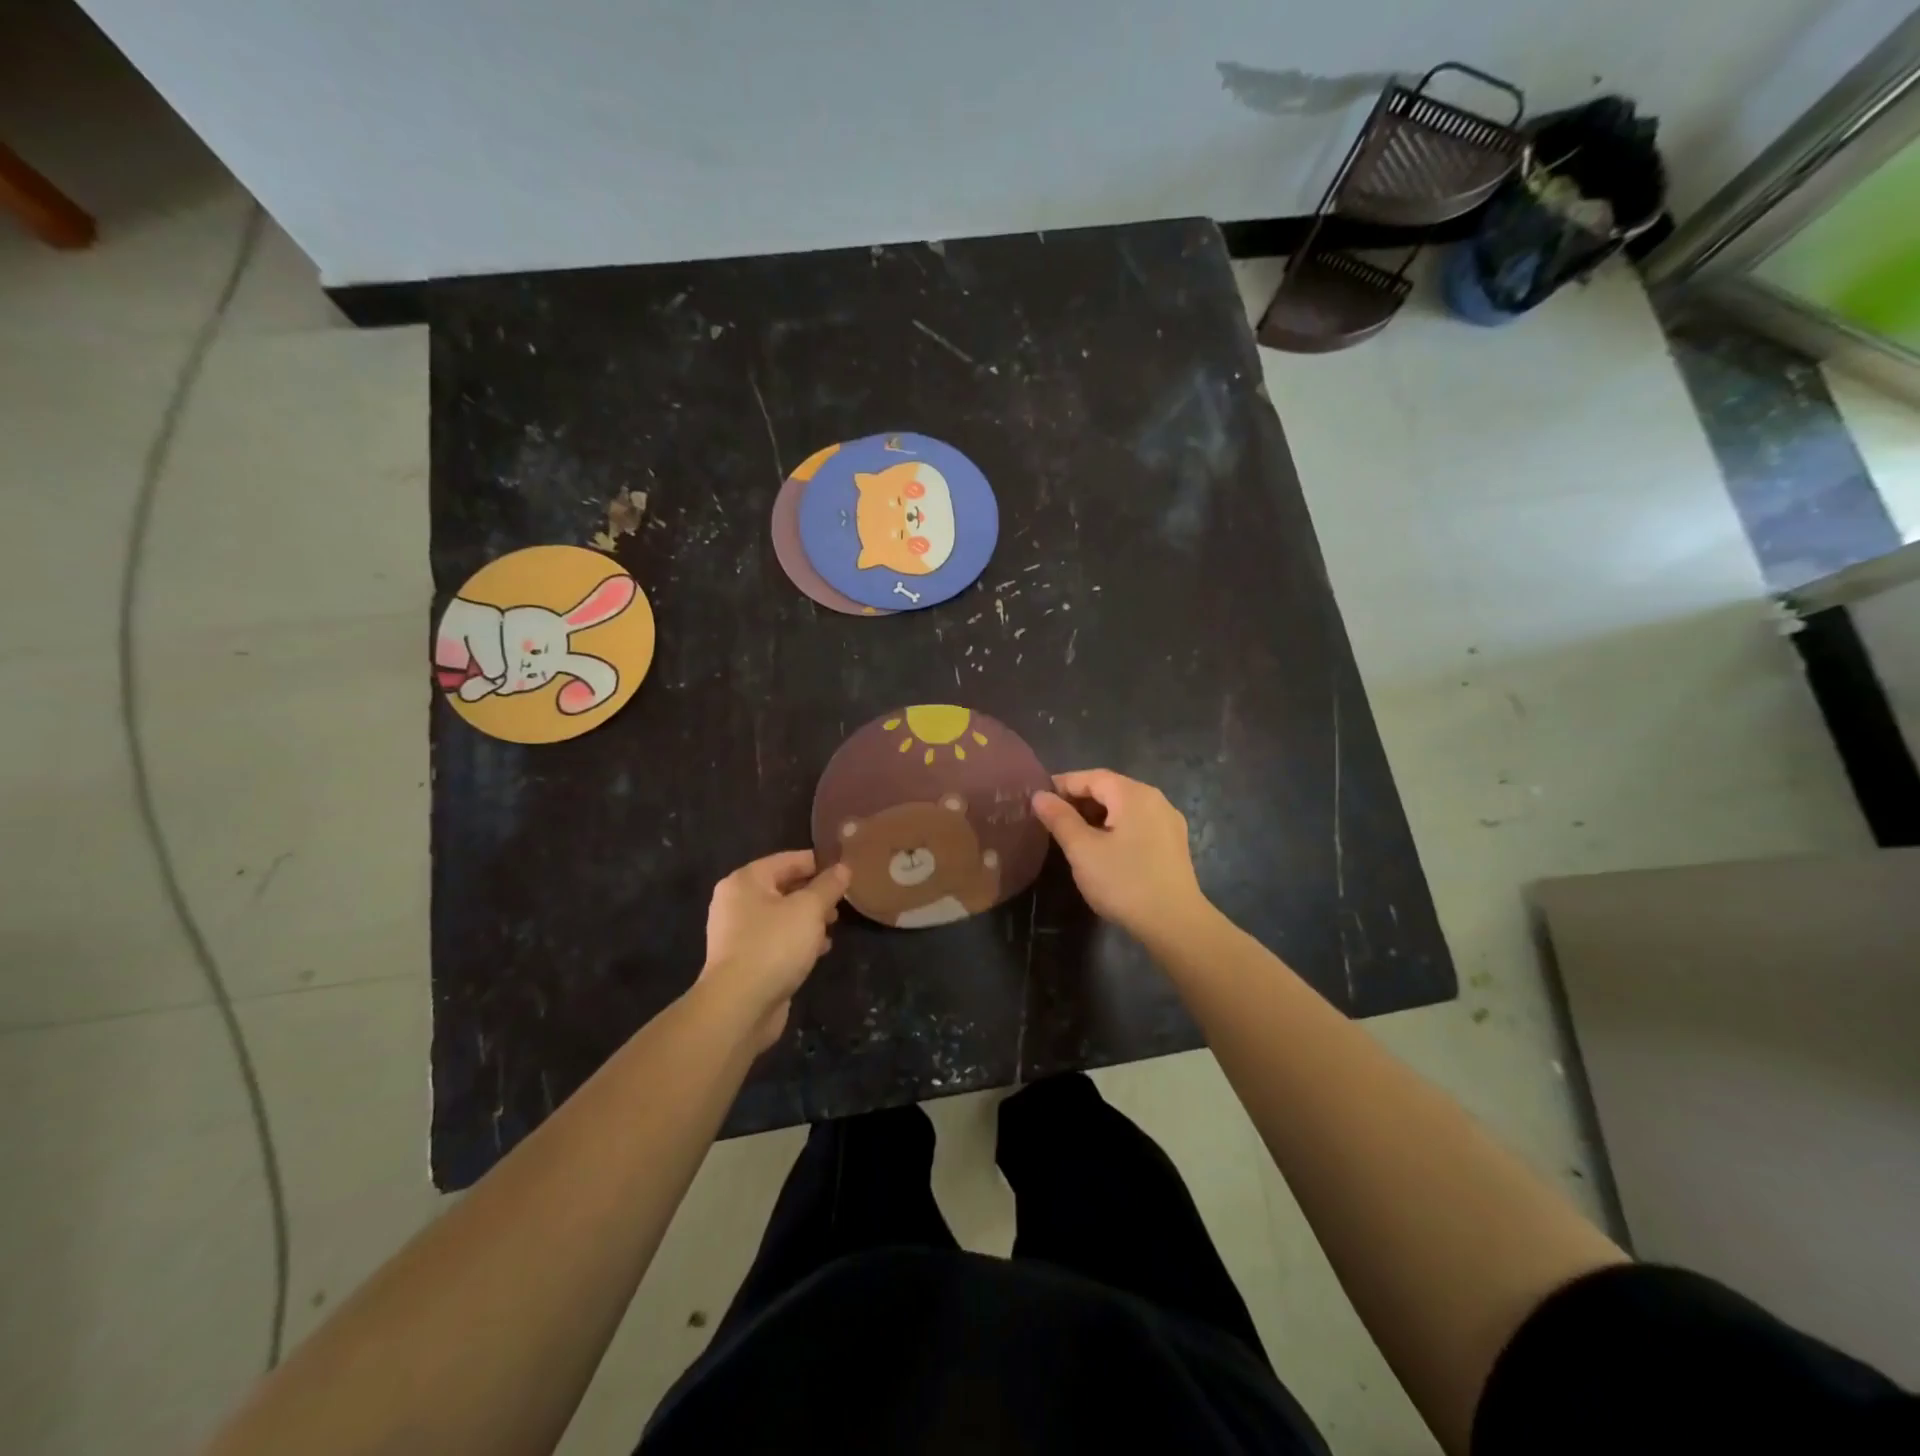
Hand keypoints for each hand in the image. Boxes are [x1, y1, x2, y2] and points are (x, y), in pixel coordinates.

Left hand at [698, 851, 850, 1049]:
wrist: (739, 1006)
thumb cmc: (774, 945)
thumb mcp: (809, 909)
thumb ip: (828, 886)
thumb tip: (843, 868)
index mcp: (746, 881)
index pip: (788, 860)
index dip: (819, 863)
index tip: (846, 870)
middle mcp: (737, 902)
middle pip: (784, 887)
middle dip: (815, 893)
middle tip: (843, 901)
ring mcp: (738, 934)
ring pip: (782, 915)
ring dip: (809, 918)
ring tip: (835, 924)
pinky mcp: (746, 960)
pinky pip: (777, 940)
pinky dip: (798, 940)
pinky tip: (821, 949)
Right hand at [1032, 769, 1211, 943]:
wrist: (1175, 924)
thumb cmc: (1124, 882)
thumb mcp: (1083, 850)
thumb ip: (1060, 819)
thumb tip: (1039, 795)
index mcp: (1133, 794)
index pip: (1091, 777)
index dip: (1062, 784)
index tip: (1038, 799)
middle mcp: (1155, 799)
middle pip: (1110, 789)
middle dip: (1079, 800)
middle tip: (1051, 818)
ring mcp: (1168, 821)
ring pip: (1124, 807)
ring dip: (1096, 814)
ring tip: (1072, 834)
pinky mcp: (1173, 843)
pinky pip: (1138, 823)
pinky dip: (1115, 826)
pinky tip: (1103, 848)